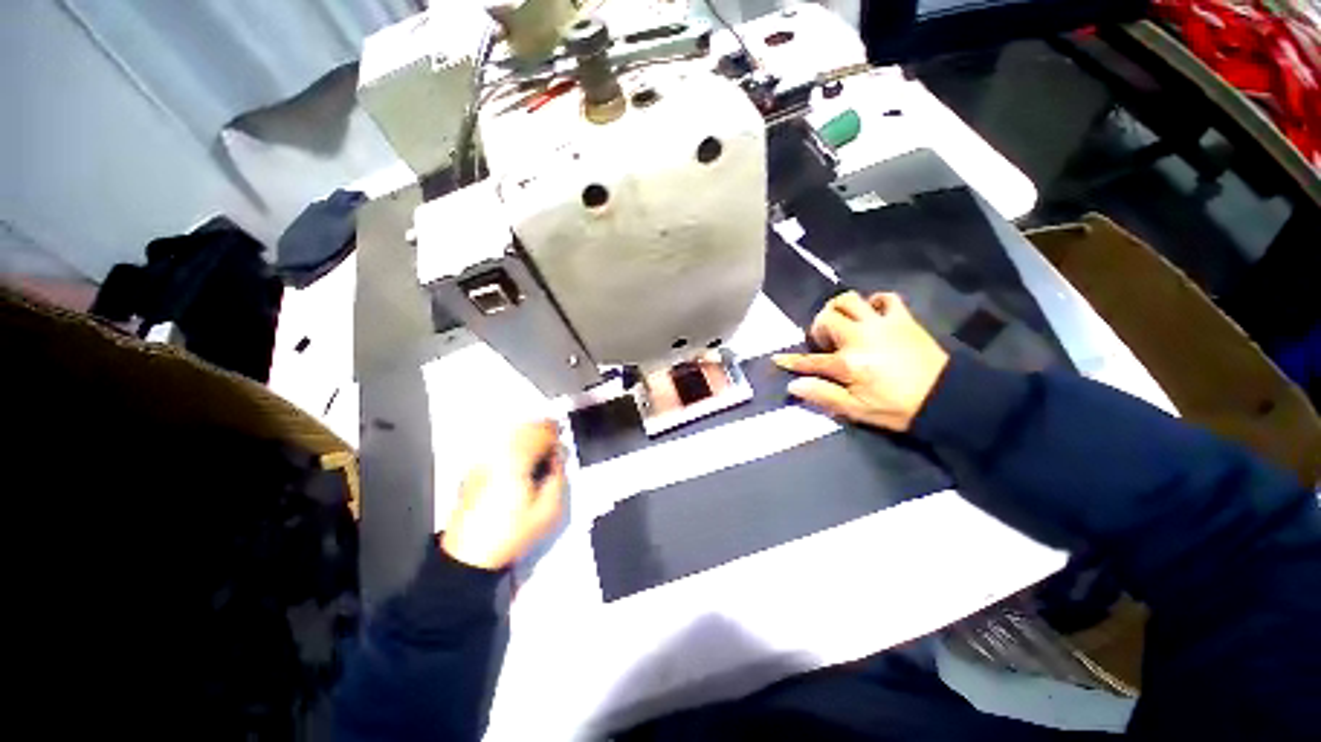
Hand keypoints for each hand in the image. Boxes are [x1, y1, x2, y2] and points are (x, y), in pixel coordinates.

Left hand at [440, 421, 565, 569]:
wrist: (469, 557)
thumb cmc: (511, 534)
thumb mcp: (548, 511)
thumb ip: (558, 479)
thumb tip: (558, 460)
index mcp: (517, 463)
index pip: (540, 434)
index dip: (555, 434)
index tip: (562, 440)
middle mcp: (498, 456)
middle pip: (524, 428)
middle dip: (542, 429)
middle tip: (553, 436)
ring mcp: (483, 462)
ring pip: (509, 434)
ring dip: (527, 433)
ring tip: (538, 443)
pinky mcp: (474, 470)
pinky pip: (498, 445)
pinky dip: (512, 442)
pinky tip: (519, 455)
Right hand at [773, 291, 949, 431]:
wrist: (946, 398)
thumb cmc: (896, 408)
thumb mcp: (856, 410)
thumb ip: (823, 395)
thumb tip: (793, 385)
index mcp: (848, 363)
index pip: (810, 361)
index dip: (792, 361)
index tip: (777, 359)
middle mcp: (860, 337)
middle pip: (827, 318)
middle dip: (818, 328)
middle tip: (824, 343)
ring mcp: (881, 324)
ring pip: (850, 300)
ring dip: (839, 309)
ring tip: (842, 323)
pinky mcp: (902, 318)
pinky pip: (885, 298)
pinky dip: (874, 302)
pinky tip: (871, 315)